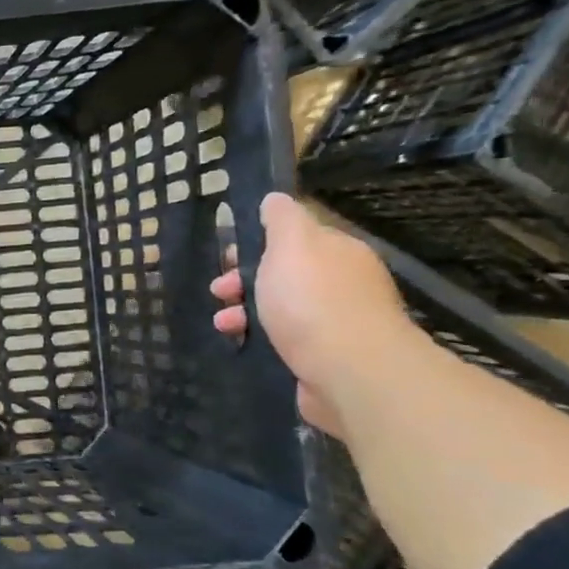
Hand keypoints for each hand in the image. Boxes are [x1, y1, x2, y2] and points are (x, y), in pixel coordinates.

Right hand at [210, 193, 416, 436]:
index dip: (256, 244)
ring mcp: (335, 322)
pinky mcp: (324, 356)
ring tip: (224, 323)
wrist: (348, 369)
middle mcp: (342, 283)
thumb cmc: (312, 300)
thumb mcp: (291, 245)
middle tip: (220, 291)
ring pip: (278, 308)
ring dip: (243, 311)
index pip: (295, 239)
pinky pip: (282, 338)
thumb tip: (275, 198)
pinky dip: (257, 337)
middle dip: (244, 280)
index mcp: (338, 252)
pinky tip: (239, 341)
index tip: (229, 258)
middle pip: (283, 274)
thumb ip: (281, 219)